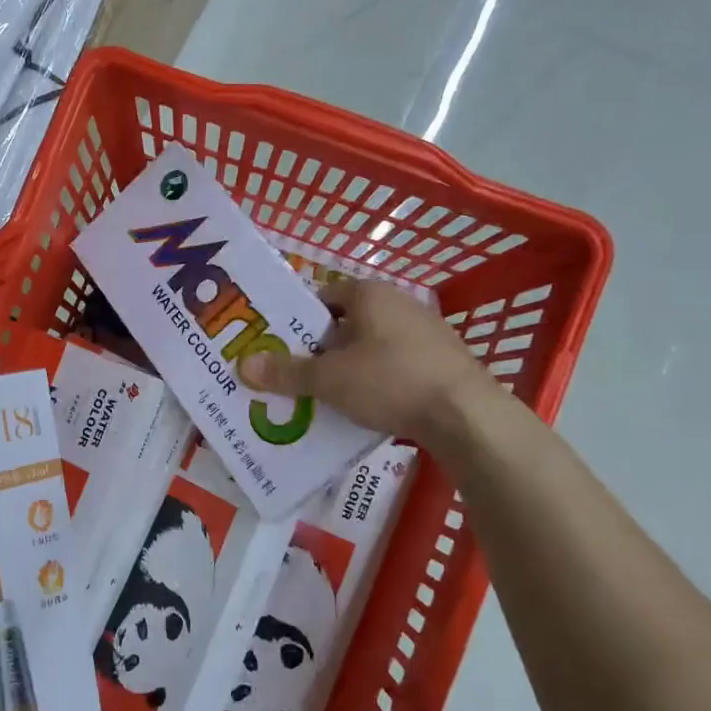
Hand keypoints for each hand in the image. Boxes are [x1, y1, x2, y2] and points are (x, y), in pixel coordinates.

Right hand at [239, 278, 499, 445]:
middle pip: (347, 321)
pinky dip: (378, 379)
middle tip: (296, 372)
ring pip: (372, 344)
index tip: (280, 344)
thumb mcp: (330, 380)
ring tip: (327, 394)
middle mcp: (399, 303)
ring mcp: (426, 331)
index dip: (299, 318)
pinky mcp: (444, 360)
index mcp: (370, 294)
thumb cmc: (390, 381)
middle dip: (322, 346)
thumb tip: (243, 364)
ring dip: (350, 365)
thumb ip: (287, 372)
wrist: (467, 416)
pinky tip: (368, 406)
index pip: (323, 295)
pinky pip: (397, 364)